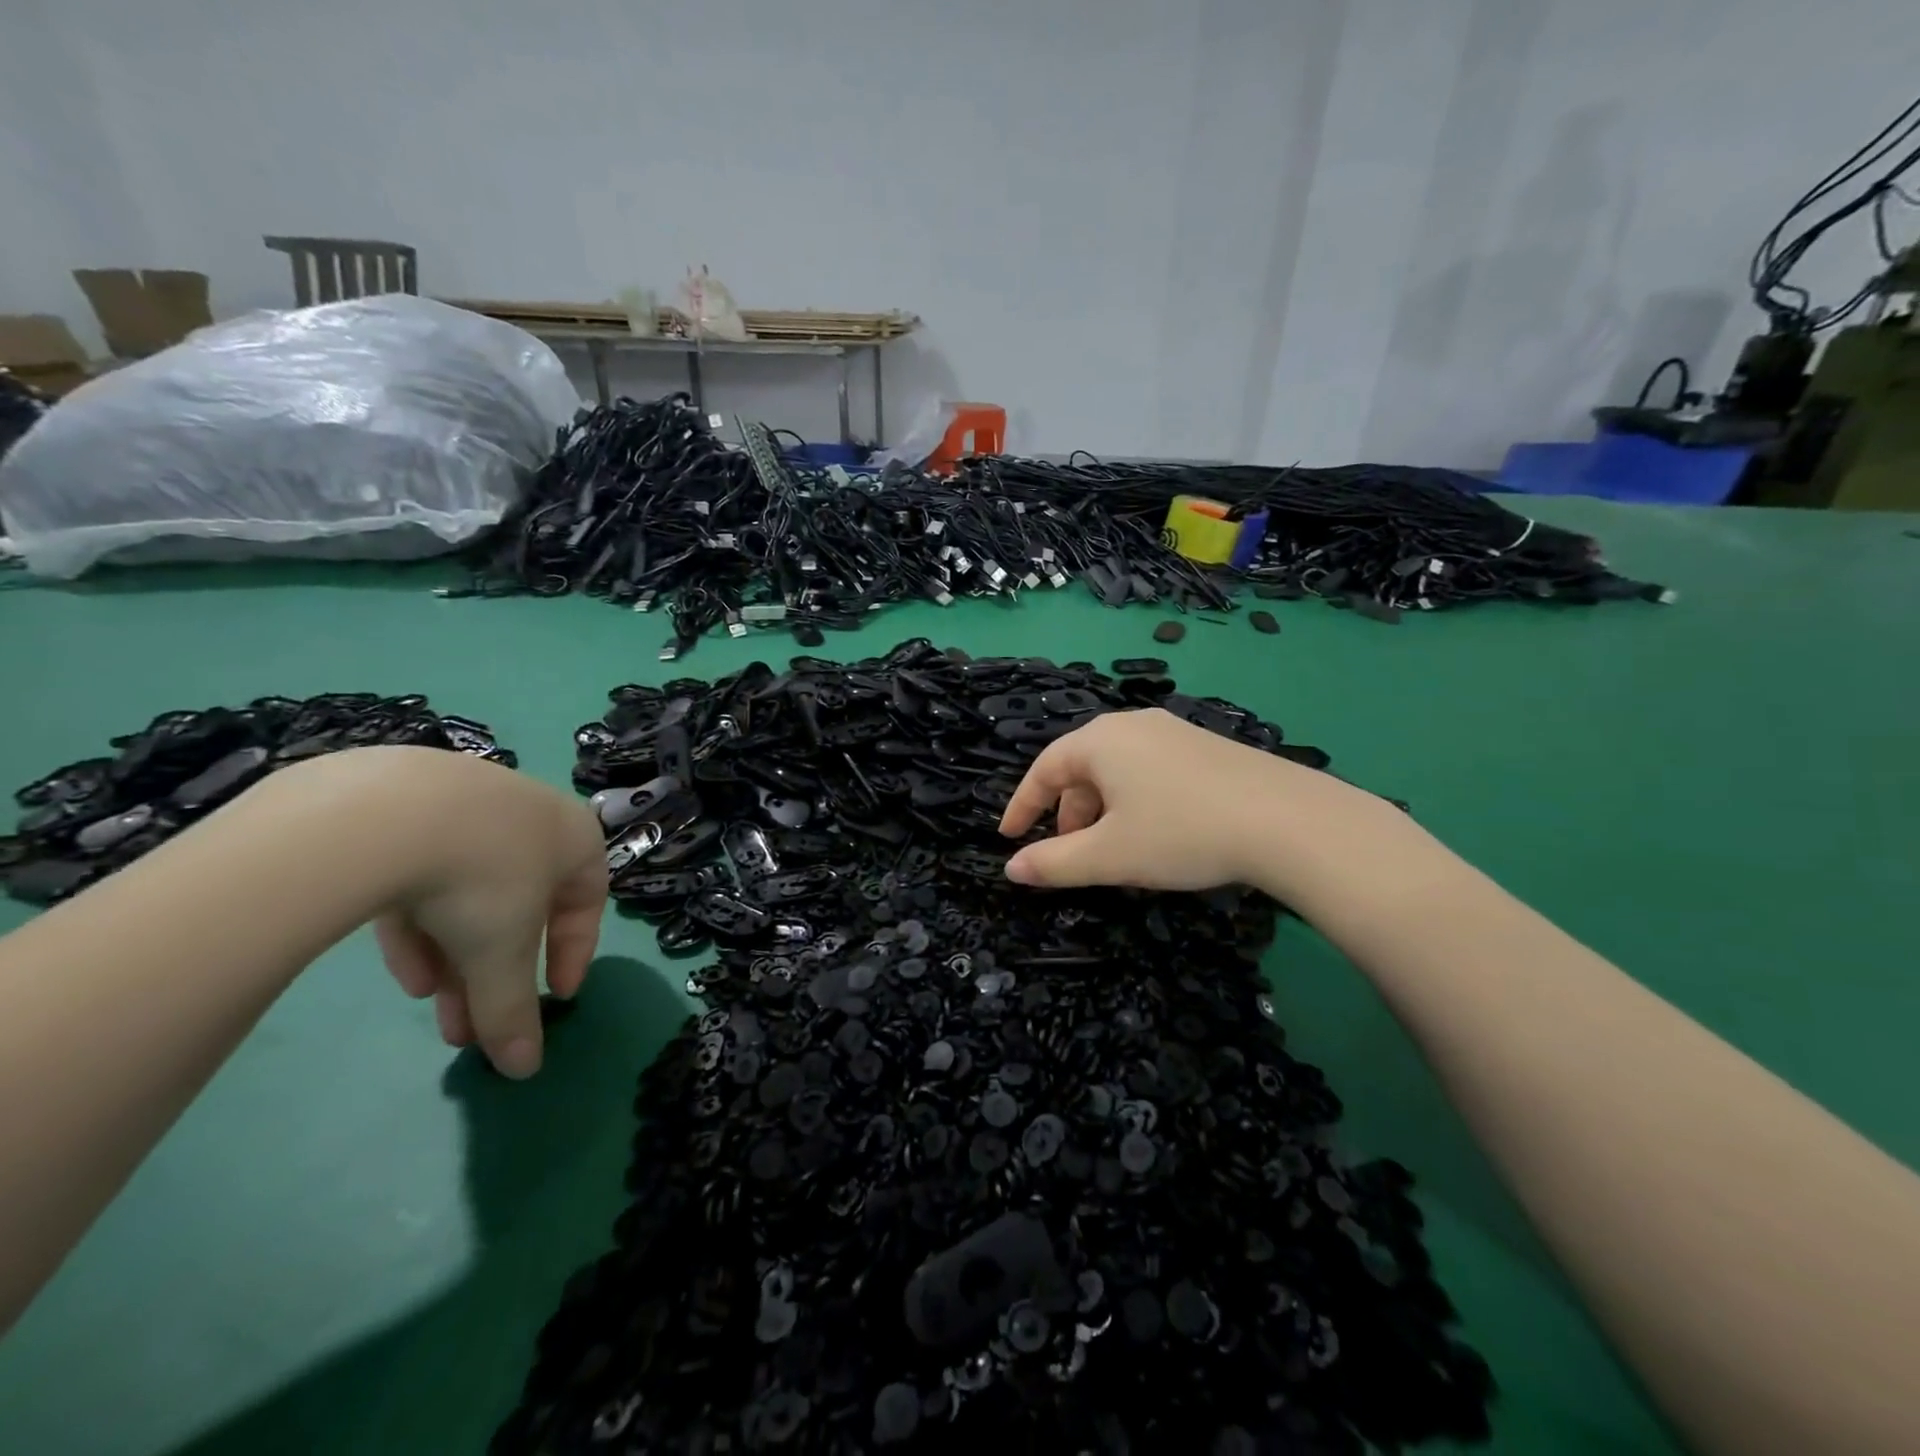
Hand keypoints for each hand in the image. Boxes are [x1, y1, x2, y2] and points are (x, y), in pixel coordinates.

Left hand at [282, 748, 607, 1078]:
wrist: (387, 810)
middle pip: (521, 906)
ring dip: (456, 956)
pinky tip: (402, 969)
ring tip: (431, 1006)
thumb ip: (515, 1011)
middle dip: (497, 972)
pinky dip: (420, 924)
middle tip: (474, 1027)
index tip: (555, 997)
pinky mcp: (405, 808)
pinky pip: (425, 873)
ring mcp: (467, 807)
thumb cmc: (482, 877)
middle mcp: (530, 817)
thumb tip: (527, 1071)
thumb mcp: (504, 953)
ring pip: (470, 893)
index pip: (587, 902)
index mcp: (575, 838)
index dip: (574, 954)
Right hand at [997, 707, 1390, 895]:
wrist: (1287, 820)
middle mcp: (1132, 725)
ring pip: (1118, 770)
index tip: (1008, 837)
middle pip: (1081, 768)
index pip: (1043, 770)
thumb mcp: (1109, 856)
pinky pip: (1150, 770)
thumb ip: (1054, 863)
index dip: (1022, 806)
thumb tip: (1011, 869)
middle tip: (1068, 853)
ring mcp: (1173, 731)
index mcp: (1100, 741)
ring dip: (1102, 810)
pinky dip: (1134, 801)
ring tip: (1113, 849)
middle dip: (1067, 813)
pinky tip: (1156, 832)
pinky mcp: (1205, 747)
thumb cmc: (1181, 833)